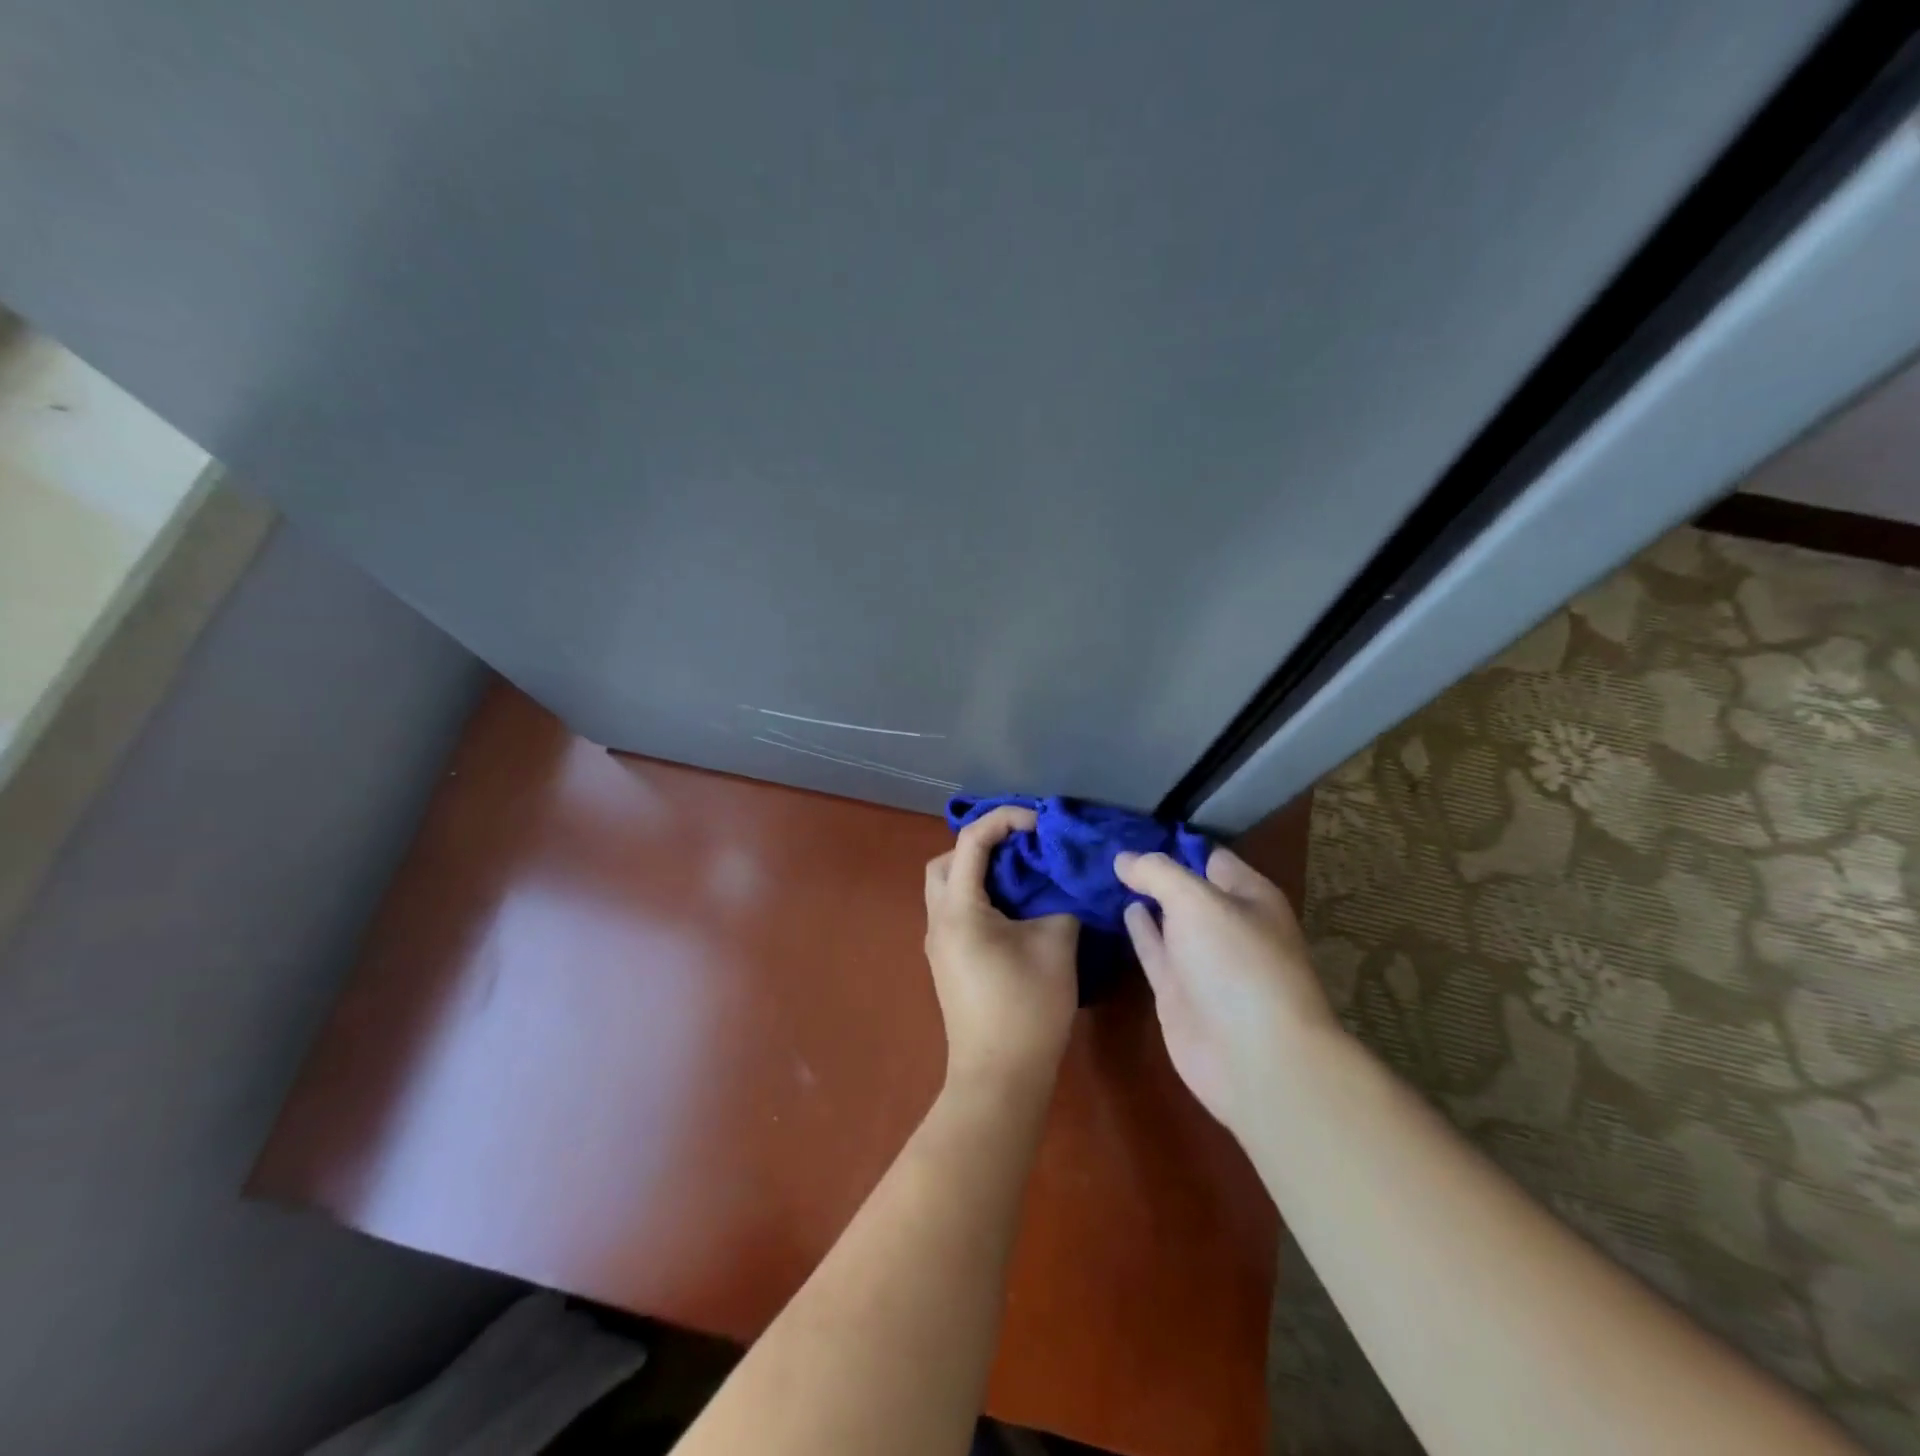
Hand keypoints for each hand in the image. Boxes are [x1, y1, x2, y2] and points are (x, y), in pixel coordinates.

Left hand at [924, 806, 1079, 1095]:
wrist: (999, 1078)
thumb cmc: (1026, 1009)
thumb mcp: (1055, 947)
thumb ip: (1059, 903)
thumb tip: (1060, 887)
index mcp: (959, 909)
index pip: (972, 840)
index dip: (1005, 820)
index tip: (1040, 824)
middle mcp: (938, 920)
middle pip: (946, 861)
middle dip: (981, 845)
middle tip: (1022, 849)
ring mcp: (938, 943)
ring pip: (947, 887)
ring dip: (979, 872)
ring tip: (1022, 876)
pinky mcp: (946, 962)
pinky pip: (955, 911)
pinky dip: (979, 897)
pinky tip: (1014, 910)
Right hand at [1115, 846, 1340, 1133]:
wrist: (1253, 1058)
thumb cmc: (1236, 964)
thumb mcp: (1196, 901)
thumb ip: (1157, 873)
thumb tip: (1122, 858)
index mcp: (1248, 896)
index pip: (1207, 856)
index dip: (1171, 841)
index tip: (1128, 827)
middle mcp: (1226, 924)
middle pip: (1184, 886)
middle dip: (1150, 868)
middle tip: (1104, 843)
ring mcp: (1201, 959)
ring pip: (1166, 918)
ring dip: (1140, 897)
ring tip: (1101, 870)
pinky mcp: (1177, 989)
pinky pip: (1153, 949)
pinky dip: (1136, 929)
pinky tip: (1117, 908)